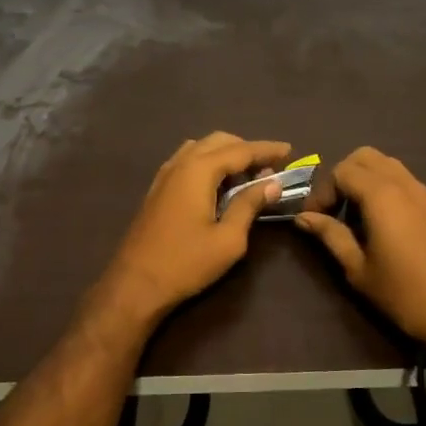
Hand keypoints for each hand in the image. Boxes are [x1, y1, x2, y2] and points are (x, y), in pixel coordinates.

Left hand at [92, 133, 292, 327]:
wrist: (135, 284)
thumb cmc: (186, 263)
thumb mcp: (228, 238)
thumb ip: (249, 205)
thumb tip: (272, 183)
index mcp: (198, 170)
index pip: (240, 150)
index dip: (266, 149)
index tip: (289, 151)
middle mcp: (180, 164)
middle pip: (218, 141)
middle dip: (246, 149)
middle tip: (269, 168)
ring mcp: (164, 175)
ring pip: (200, 149)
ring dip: (226, 155)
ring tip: (246, 177)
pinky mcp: (157, 189)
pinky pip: (187, 162)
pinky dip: (208, 164)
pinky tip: (218, 185)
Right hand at [295, 147, 425, 341]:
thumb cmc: (402, 292)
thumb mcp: (358, 268)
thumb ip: (330, 235)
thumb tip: (302, 217)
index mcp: (381, 195)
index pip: (341, 171)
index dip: (322, 191)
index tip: (314, 219)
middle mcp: (402, 183)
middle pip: (364, 157)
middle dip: (341, 176)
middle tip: (332, 208)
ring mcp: (422, 192)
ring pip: (385, 164)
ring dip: (363, 179)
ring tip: (353, 214)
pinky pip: (401, 179)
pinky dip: (382, 186)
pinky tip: (377, 221)